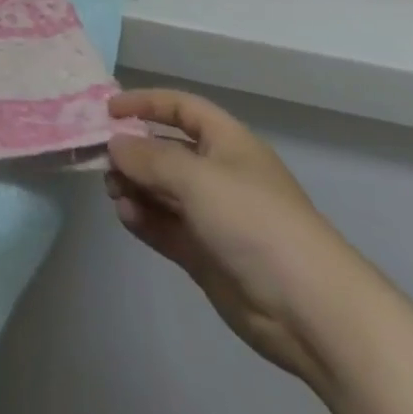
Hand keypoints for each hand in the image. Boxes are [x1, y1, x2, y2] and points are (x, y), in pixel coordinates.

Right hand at [106, 89, 367, 387]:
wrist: (310, 310)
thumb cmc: (254, 221)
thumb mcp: (196, 177)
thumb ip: (149, 157)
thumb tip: (114, 143)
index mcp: (227, 143)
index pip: (181, 108)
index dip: (146, 103)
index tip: (109, 111)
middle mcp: (219, 174)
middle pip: (167, 150)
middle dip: (134, 151)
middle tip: (102, 159)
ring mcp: (213, 217)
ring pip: (162, 191)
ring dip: (135, 187)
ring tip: (113, 191)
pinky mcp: (206, 255)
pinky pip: (166, 227)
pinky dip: (144, 219)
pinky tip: (126, 216)